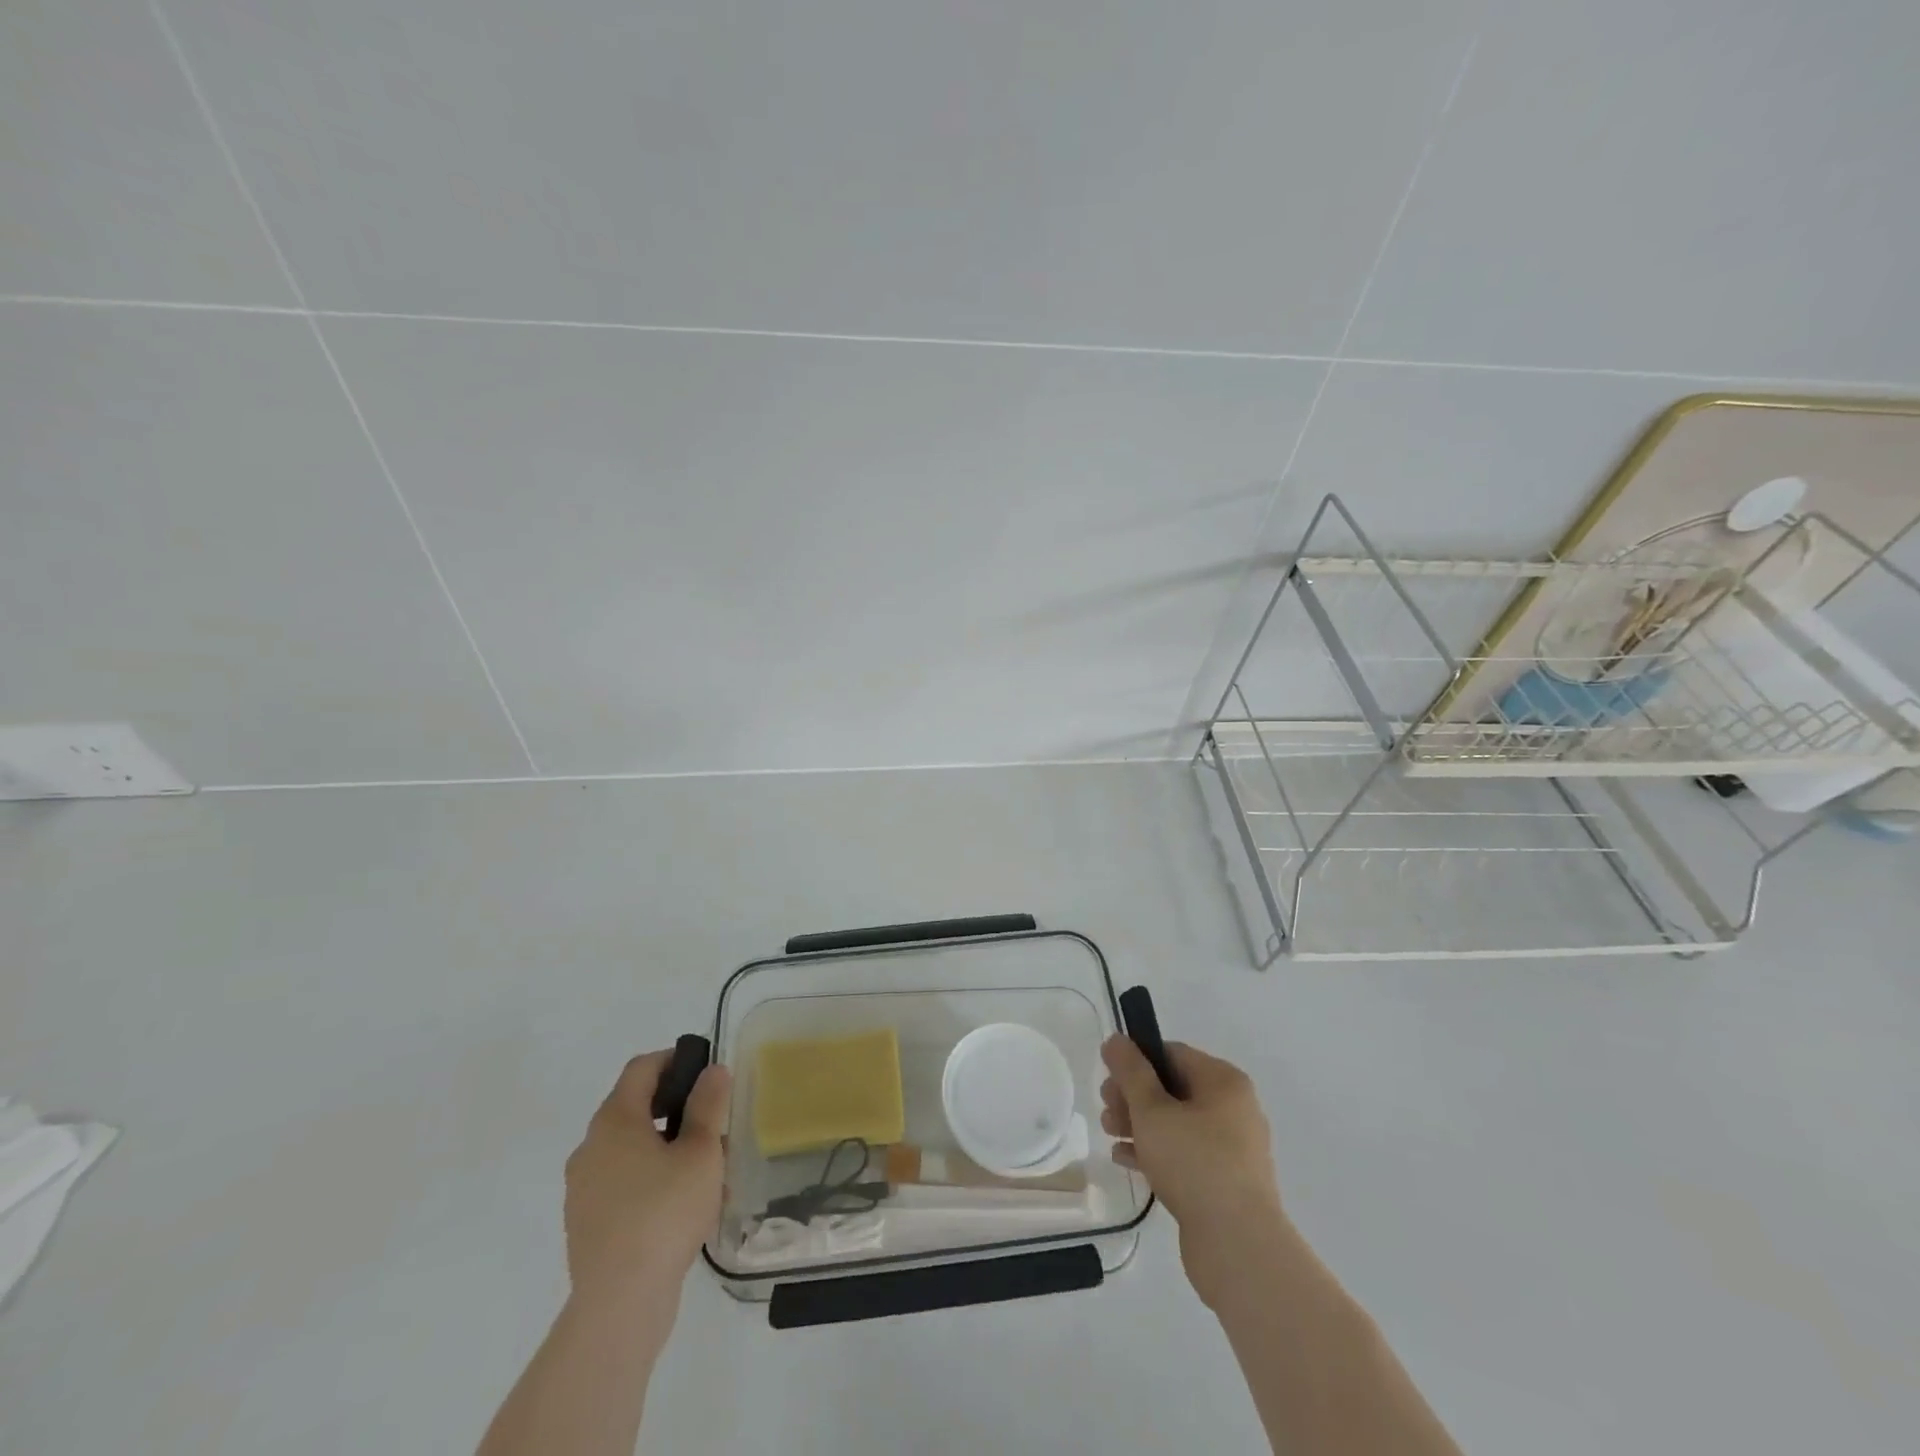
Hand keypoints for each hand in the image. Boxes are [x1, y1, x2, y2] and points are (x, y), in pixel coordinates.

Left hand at [563, 1051, 731, 1314]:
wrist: (619, 1304)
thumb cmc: (665, 1212)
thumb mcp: (701, 1151)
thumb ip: (708, 1105)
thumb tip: (711, 1071)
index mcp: (614, 1121)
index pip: (642, 1068)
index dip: (674, 1059)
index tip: (706, 1071)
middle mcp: (590, 1147)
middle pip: (635, 1108)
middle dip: (677, 1110)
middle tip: (714, 1125)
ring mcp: (583, 1188)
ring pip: (632, 1150)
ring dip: (667, 1149)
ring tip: (707, 1172)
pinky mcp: (586, 1224)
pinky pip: (623, 1184)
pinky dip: (652, 1181)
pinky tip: (684, 1207)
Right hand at [1100, 1036, 1284, 1304]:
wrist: (1239, 1247)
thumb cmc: (1194, 1163)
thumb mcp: (1152, 1110)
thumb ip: (1130, 1072)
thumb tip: (1117, 1040)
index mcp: (1224, 1082)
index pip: (1173, 1054)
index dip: (1136, 1062)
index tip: (1108, 1079)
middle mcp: (1235, 1109)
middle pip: (1173, 1089)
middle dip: (1134, 1097)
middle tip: (1105, 1110)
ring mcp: (1233, 1149)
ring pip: (1177, 1124)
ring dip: (1140, 1125)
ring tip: (1110, 1135)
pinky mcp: (1226, 1183)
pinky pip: (1186, 1154)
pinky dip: (1157, 1152)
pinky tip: (1126, 1160)